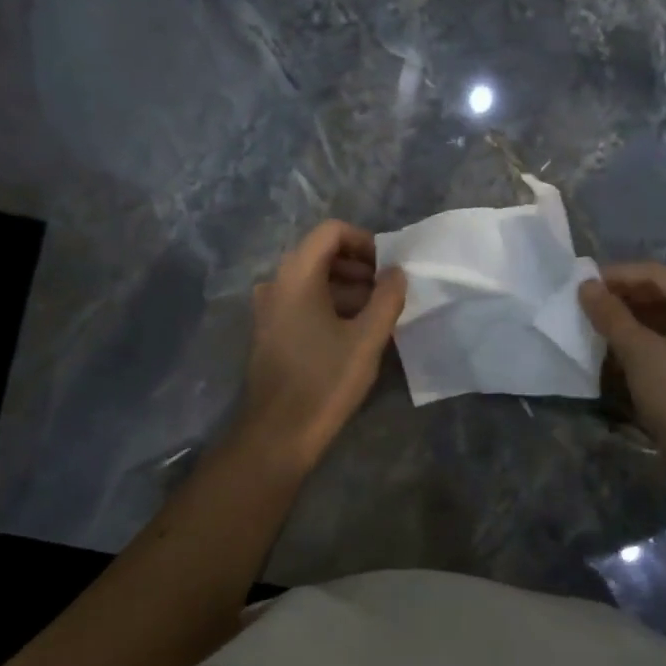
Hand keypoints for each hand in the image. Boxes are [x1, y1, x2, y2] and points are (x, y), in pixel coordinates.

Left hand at [239, 220, 405, 472]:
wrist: (278, 433)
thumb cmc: (325, 380)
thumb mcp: (367, 338)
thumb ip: (388, 298)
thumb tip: (397, 272)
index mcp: (296, 276)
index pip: (331, 232)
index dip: (364, 242)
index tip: (388, 267)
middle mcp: (276, 283)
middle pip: (320, 254)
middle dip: (359, 267)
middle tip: (388, 292)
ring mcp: (268, 308)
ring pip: (312, 280)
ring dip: (347, 288)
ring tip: (377, 314)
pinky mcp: (270, 331)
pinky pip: (302, 302)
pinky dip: (330, 305)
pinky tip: (353, 332)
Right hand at [580, 263, 665, 471]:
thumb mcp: (641, 354)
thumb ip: (611, 316)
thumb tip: (585, 286)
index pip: (654, 275)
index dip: (616, 275)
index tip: (580, 282)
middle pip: (657, 293)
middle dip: (619, 296)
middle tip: (581, 302)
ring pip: (657, 317)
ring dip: (625, 317)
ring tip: (590, 321)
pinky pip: (660, 338)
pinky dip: (636, 338)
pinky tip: (609, 345)